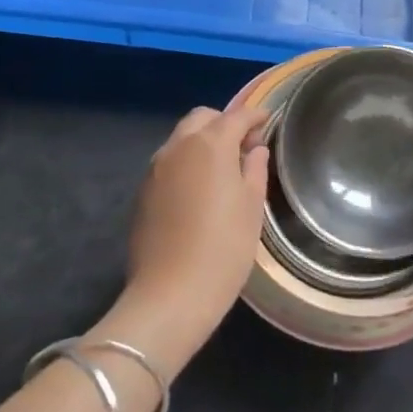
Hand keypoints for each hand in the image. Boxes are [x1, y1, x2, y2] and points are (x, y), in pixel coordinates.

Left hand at [103, 105, 269, 376]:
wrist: (170, 295)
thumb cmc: (224, 248)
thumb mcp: (252, 207)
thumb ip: (255, 169)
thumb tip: (254, 149)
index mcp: (210, 144)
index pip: (237, 116)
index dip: (255, 116)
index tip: (268, 120)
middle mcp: (178, 146)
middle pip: (202, 118)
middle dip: (224, 123)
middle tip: (244, 146)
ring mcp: (156, 168)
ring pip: (182, 138)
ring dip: (203, 141)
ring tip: (223, 167)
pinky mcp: (143, 191)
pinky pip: (169, 161)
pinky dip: (186, 161)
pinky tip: (199, 188)